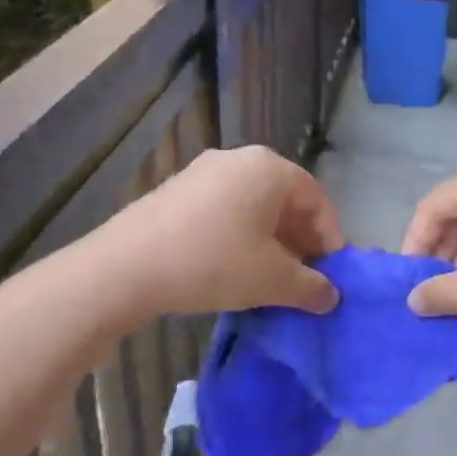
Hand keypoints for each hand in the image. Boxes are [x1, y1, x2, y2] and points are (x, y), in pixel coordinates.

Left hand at [97, 146, 342, 317]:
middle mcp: (238, 159)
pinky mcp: (176, 190)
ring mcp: (202, 172)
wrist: (125, 267)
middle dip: (299, 241)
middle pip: (284, 200)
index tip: (329, 276)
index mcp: (269, 168)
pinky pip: (223, 210)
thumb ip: (310, 287)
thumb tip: (330, 296)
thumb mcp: (272, 280)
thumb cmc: (213, 263)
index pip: (317, 199)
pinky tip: (230, 269)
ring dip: (269, 241)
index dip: (329, 239)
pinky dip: (238, 236)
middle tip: (301, 279)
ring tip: (267, 279)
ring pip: (252, 206)